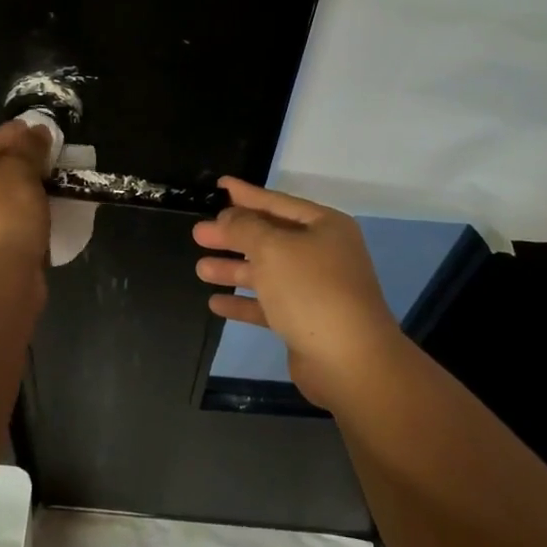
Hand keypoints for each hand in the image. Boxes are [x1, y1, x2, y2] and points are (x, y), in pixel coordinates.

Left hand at [0, 120, 51, 276]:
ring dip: (11, 198)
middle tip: (44, 163)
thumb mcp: (20, 170)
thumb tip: (37, 133)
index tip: (38, 134)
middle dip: (11, 169)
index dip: (10, 137)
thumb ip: (28, 147)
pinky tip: (34, 220)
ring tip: (44, 191)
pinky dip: (8, 224)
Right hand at [193, 178, 403, 406]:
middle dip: (233, 236)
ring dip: (234, 269)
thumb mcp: (273, 249)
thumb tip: (228, 216)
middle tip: (197, 234)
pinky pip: (268, 304)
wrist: (349, 360)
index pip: (278, 202)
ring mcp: (315, 289)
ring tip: (200, 268)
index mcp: (324, 227)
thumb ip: (244, 228)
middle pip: (270, 237)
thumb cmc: (311, 291)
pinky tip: (216, 302)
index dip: (246, 194)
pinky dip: (244, 302)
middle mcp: (323, 253)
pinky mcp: (305, 321)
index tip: (220, 185)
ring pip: (267, 272)